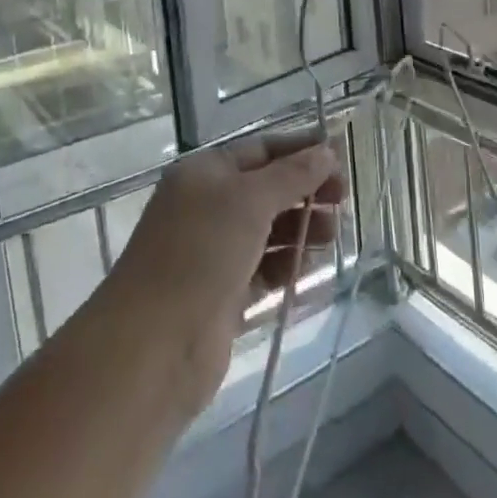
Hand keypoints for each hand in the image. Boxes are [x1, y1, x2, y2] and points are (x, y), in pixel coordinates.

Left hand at [107, 132, 345, 412]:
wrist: (153, 347)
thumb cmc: (200, 254)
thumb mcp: (249, 201)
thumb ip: (292, 175)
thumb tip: (327, 151)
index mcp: (204, 174)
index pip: (261, 150)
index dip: (301, 151)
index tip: (342, 157)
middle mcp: (206, 207)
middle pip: (267, 190)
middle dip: (305, 192)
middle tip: (343, 201)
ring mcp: (213, 253)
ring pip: (268, 232)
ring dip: (301, 230)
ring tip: (332, 237)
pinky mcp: (222, 296)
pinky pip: (264, 271)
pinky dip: (288, 267)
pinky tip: (312, 271)